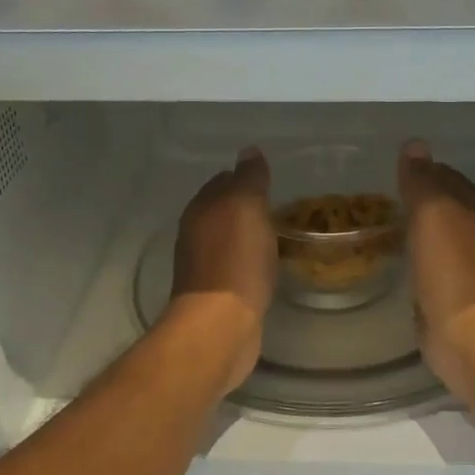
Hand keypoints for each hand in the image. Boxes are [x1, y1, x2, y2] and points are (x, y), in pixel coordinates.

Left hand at [167, 147, 276, 394]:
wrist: (221, 324)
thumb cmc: (236, 260)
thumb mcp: (246, 207)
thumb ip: (248, 178)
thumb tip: (249, 151)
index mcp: (200, 210)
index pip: (221, 182)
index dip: (243, 178)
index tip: (269, 181)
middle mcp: (195, 234)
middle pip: (222, 211)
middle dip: (245, 207)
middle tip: (278, 207)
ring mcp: (203, 266)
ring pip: (228, 240)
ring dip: (248, 236)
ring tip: (278, 235)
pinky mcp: (217, 294)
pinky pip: (237, 267)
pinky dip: (250, 261)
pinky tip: (267, 266)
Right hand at [397, 140, 474, 402]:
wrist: (471, 336)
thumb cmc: (453, 269)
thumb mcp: (434, 213)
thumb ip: (423, 180)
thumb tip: (414, 144)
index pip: (448, 177)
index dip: (422, 171)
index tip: (391, 172)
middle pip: (446, 208)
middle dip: (420, 202)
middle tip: (382, 199)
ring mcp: (470, 269)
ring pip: (439, 239)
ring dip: (418, 232)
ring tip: (385, 226)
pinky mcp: (455, 298)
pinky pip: (432, 269)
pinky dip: (417, 261)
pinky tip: (399, 263)